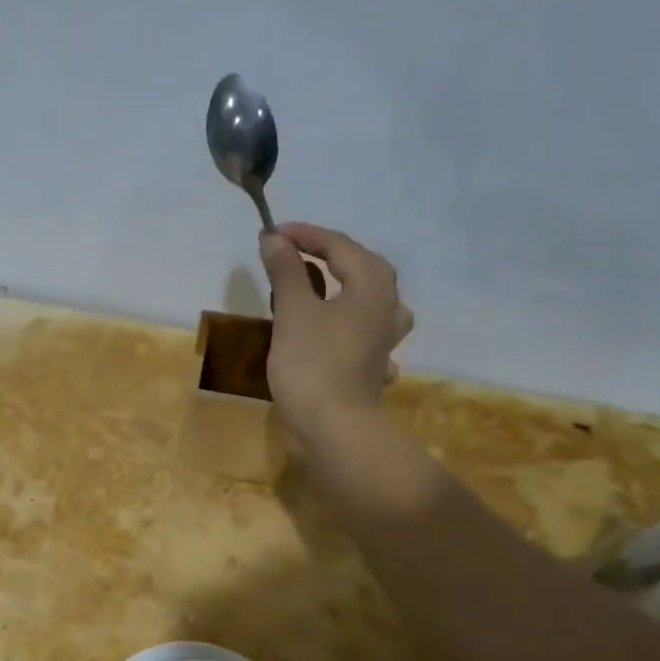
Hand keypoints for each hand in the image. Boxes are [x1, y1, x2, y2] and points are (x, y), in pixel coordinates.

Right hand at [259, 223, 412, 439]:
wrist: (334, 426)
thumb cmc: (312, 362)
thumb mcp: (293, 311)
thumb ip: (286, 270)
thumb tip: (274, 238)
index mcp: (372, 285)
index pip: (339, 245)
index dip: (305, 235)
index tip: (271, 234)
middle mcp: (388, 306)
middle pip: (362, 266)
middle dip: (328, 255)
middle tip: (293, 252)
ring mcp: (386, 337)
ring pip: (369, 297)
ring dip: (344, 285)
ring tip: (320, 284)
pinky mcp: (375, 362)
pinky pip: (364, 328)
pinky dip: (347, 319)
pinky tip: (337, 327)